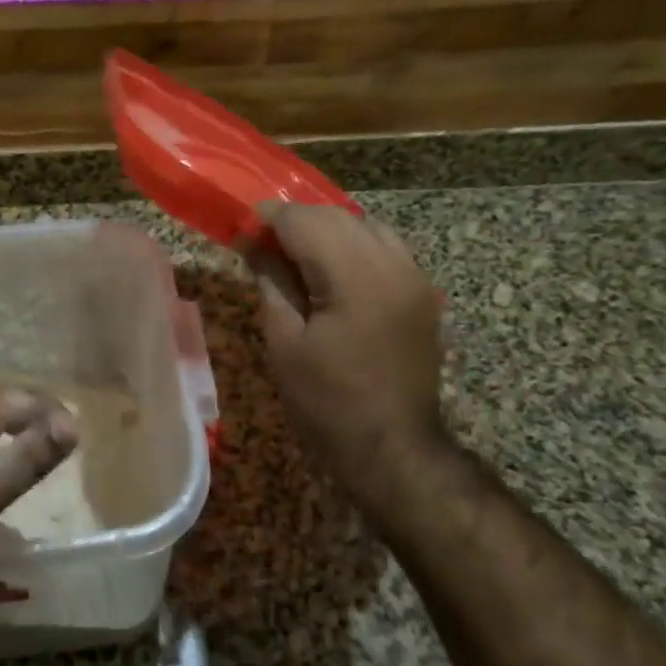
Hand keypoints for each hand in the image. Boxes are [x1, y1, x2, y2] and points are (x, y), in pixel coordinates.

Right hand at [245, 201, 446, 509]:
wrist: (394, 448)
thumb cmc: (328, 402)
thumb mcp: (285, 343)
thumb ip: (271, 282)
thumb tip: (253, 243)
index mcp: (356, 278)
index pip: (306, 221)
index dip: (269, 219)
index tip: (242, 228)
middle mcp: (393, 265)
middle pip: (337, 216)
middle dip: (296, 221)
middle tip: (262, 243)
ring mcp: (415, 277)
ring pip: (365, 226)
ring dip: (327, 230)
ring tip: (296, 256)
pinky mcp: (423, 293)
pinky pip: (386, 247)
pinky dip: (354, 245)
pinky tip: (333, 271)